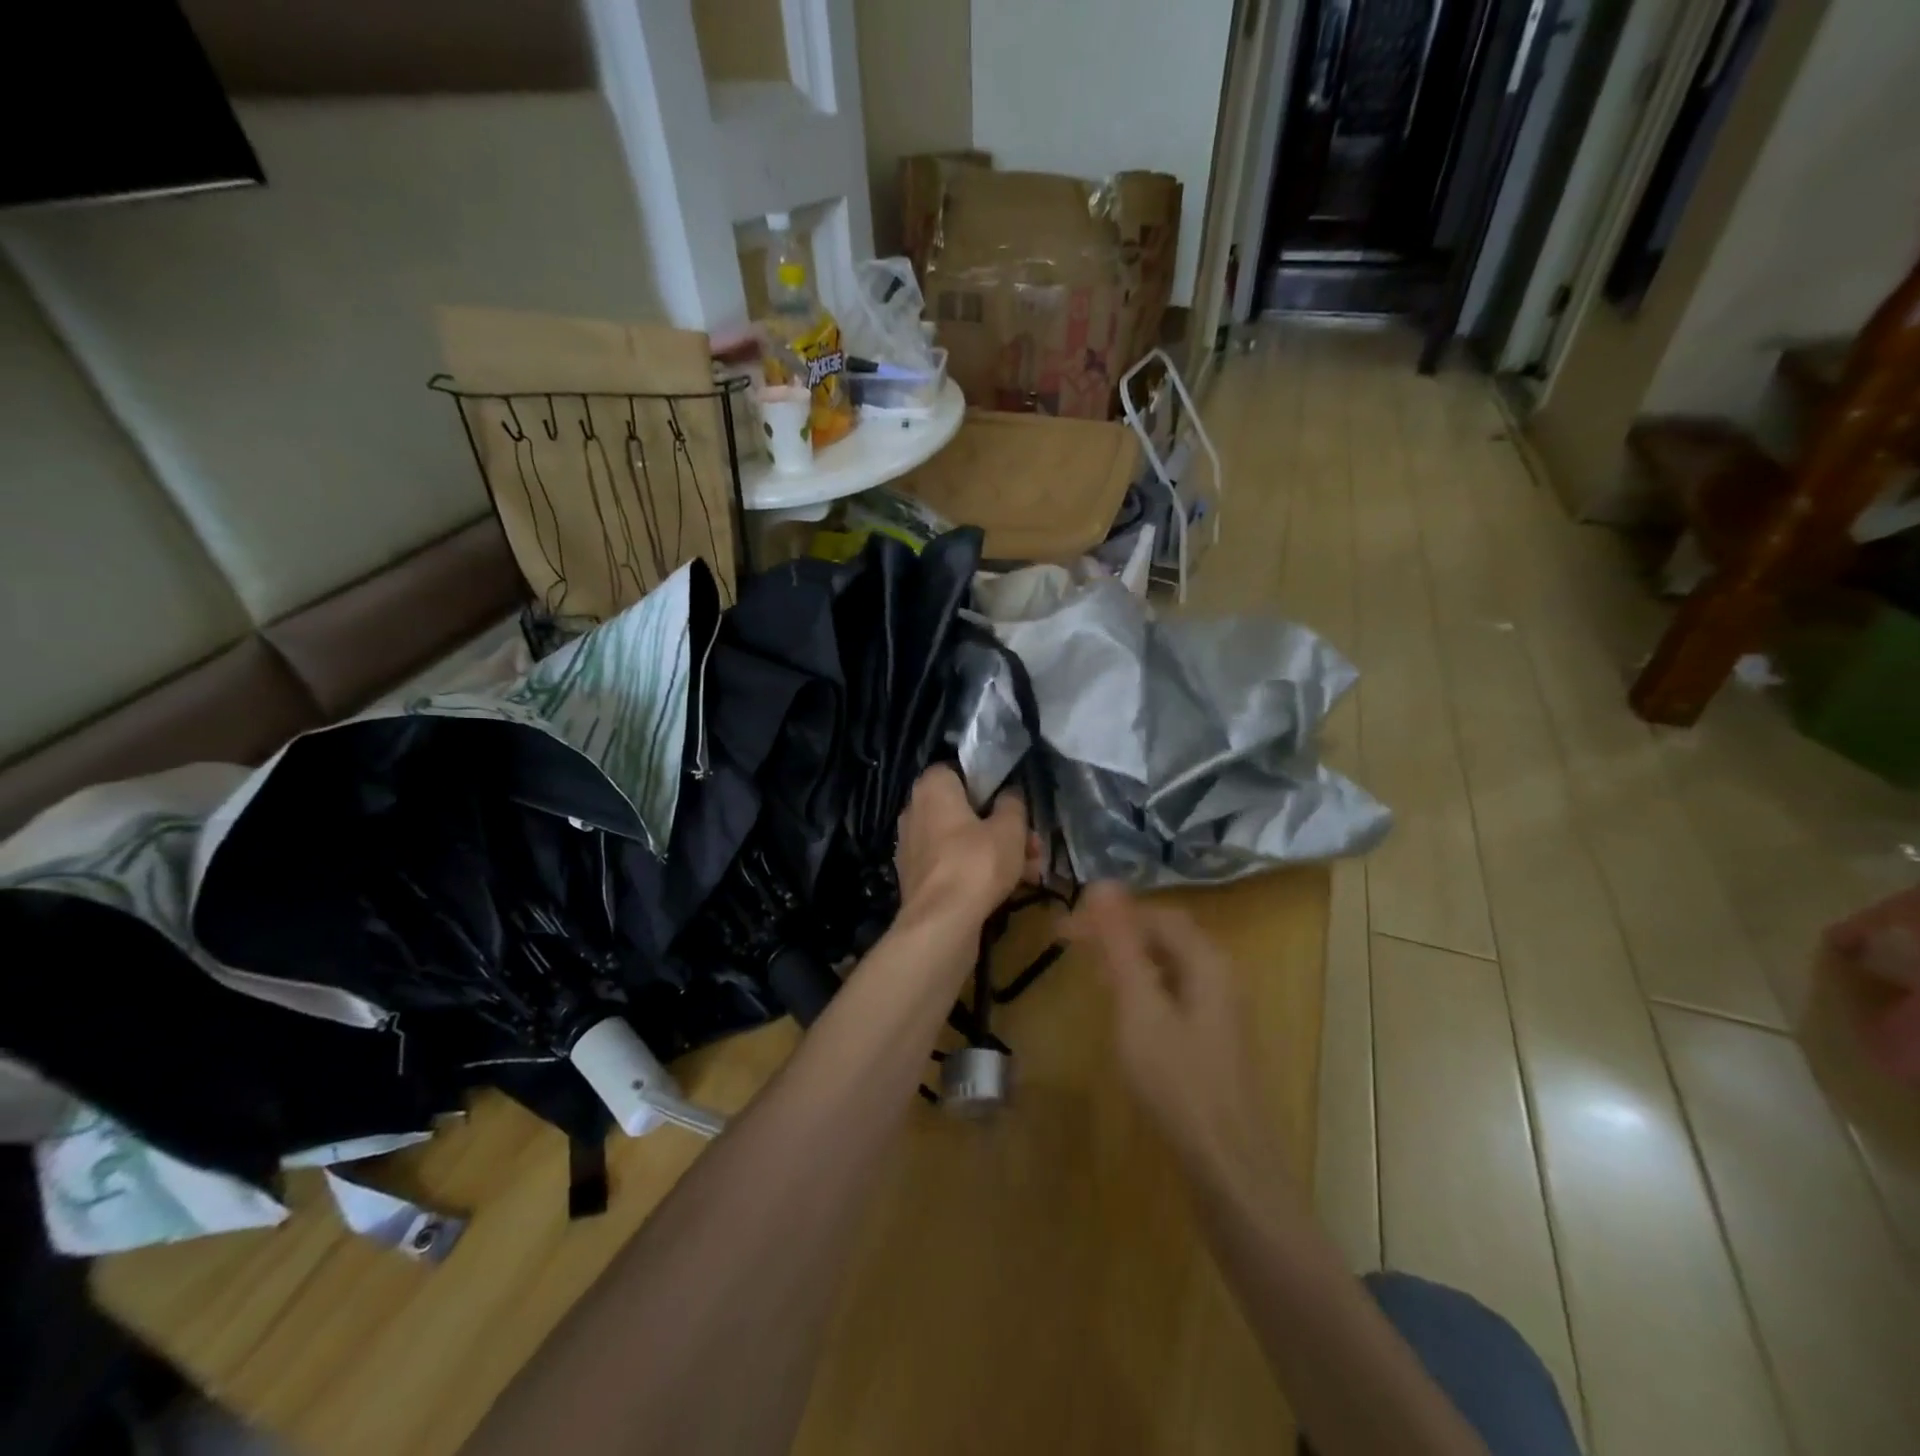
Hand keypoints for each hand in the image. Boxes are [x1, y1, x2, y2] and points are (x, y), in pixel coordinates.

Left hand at [895, 765, 1031, 926]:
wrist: (941, 922)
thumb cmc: (977, 862)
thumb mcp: (1010, 828)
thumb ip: (1012, 803)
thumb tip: (1009, 793)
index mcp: (932, 787)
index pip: (958, 770)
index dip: (988, 783)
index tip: (1011, 802)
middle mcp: (914, 810)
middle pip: (964, 810)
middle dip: (1000, 826)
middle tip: (1031, 844)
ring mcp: (911, 846)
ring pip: (960, 840)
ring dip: (993, 851)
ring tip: (1030, 871)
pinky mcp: (915, 878)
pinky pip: (951, 864)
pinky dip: (975, 871)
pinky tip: (1006, 889)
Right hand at [1064, 883, 1280, 1189]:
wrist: (1228, 1162)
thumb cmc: (1178, 1081)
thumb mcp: (1139, 1006)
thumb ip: (1120, 944)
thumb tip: (1101, 884)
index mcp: (1205, 959)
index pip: (1153, 913)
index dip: (1108, 913)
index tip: (1064, 926)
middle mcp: (1218, 973)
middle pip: (1163, 934)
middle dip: (1116, 932)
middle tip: (1069, 942)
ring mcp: (1219, 1006)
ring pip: (1167, 963)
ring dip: (1126, 957)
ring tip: (1088, 966)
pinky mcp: (1212, 1036)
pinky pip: (1172, 990)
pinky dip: (1141, 985)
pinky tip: (1122, 1006)